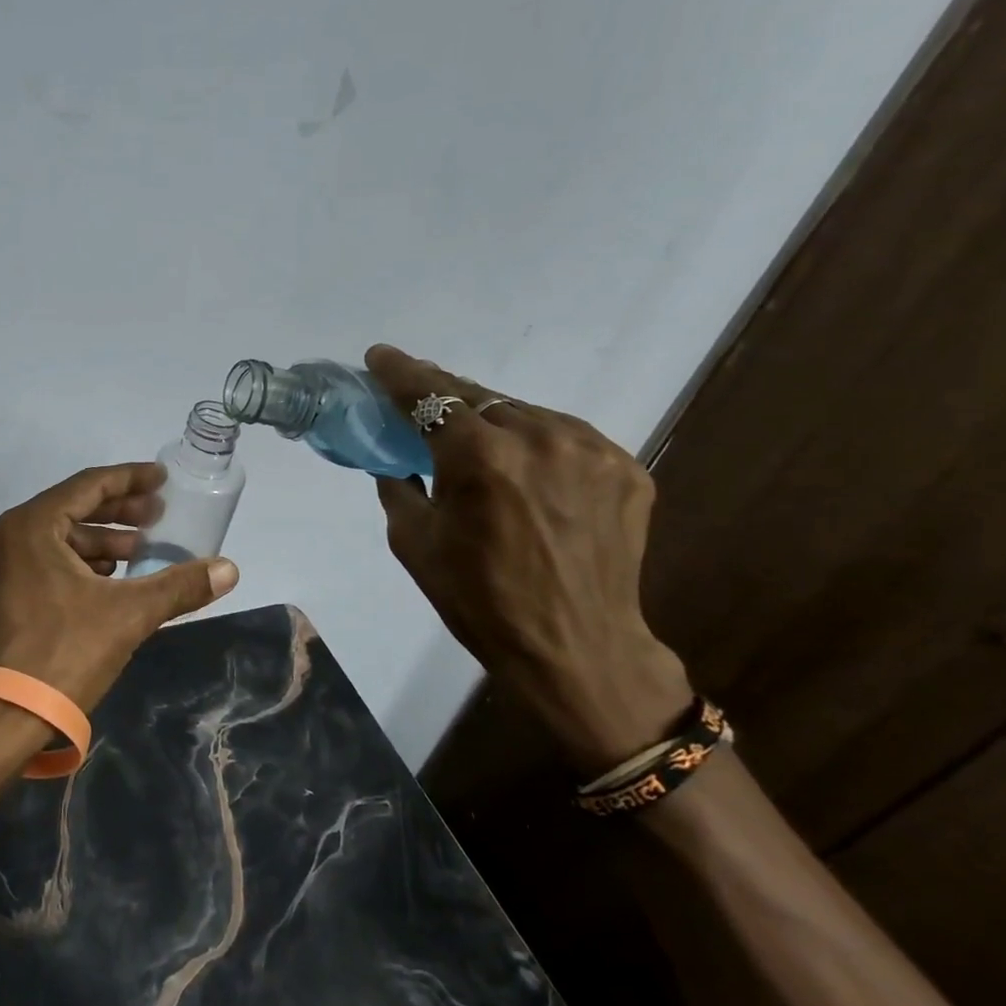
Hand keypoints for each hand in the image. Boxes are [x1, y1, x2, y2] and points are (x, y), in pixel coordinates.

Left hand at [0, 462, 240, 713]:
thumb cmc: (62, 654)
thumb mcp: (128, 615)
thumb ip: (179, 586)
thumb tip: (229, 569)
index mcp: (29, 526)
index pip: (88, 486)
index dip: (130, 480)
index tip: (161, 480)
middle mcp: (2, 536)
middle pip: (70, 509)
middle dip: (118, 514)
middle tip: (157, 517)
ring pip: (53, 539)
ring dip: (97, 542)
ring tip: (138, 553)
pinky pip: (38, 562)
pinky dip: (73, 563)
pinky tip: (104, 581)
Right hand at [363, 345, 692, 770]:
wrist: (578, 648)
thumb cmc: (481, 600)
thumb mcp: (415, 544)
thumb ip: (399, 489)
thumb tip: (397, 462)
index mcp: (479, 457)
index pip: (429, 396)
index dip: (399, 373)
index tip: (380, 357)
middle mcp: (538, 437)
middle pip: (479, 396)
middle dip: (444, 395)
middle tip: (421, 400)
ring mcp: (590, 449)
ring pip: (525, 413)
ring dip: (494, 420)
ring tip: (479, 444)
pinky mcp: (625, 467)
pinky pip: (566, 438)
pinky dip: (537, 445)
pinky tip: (528, 471)